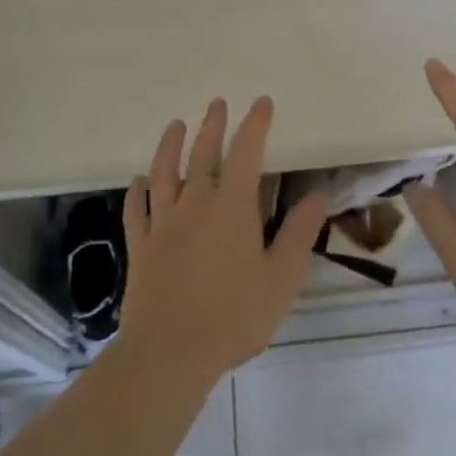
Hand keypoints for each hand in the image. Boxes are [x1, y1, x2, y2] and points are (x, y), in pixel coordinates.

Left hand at [116, 96, 329, 387]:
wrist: (169, 353)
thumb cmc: (234, 316)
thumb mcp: (281, 278)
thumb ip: (300, 233)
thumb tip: (319, 195)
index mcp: (232, 207)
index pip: (246, 152)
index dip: (254, 124)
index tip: (261, 103)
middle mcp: (195, 204)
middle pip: (202, 154)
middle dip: (212, 125)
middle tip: (217, 103)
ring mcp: (163, 224)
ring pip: (164, 173)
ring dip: (169, 145)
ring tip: (175, 125)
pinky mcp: (141, 247)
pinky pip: (136, 211)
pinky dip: (136, 192)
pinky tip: (137, 182)